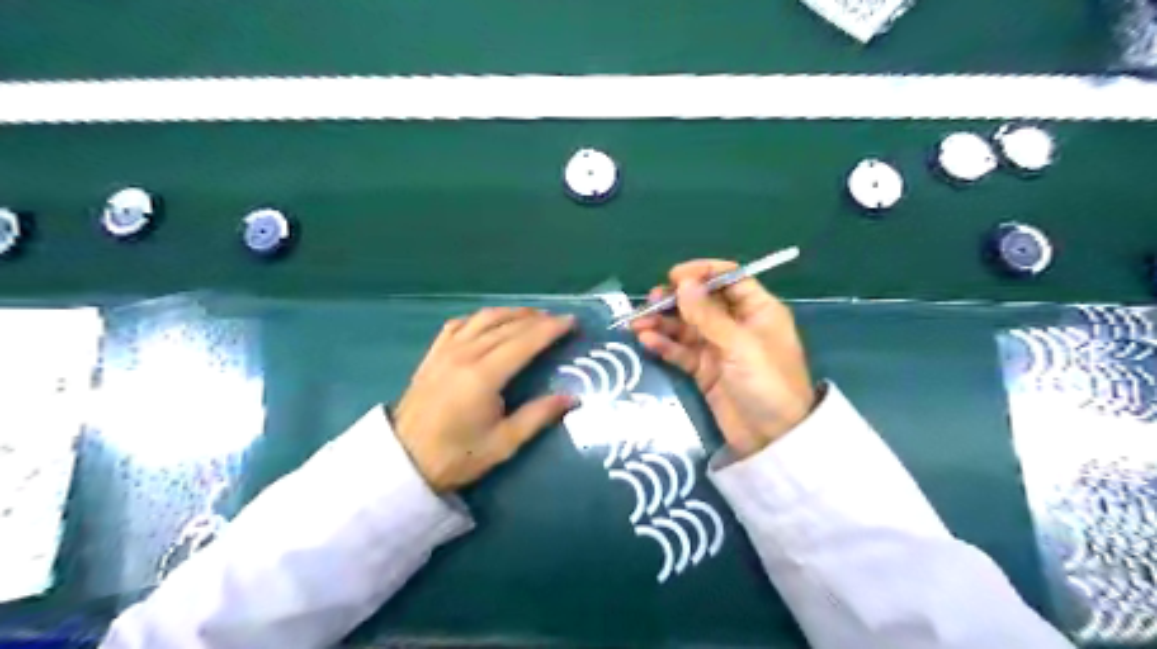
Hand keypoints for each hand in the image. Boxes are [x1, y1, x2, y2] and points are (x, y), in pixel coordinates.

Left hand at [397, 310, 574, 490]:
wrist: (402, 462)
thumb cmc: (456, 457)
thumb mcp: (503, 444)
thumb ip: (538, 416)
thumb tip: (571, 398)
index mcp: (484, 376)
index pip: (525, 341)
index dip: (551, 329)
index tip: (572, 321)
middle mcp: (465, 354)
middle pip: (507, 326)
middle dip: (537, 319)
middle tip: (559, 320)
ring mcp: (446, 351)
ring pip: (484, 319)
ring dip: (512, 313)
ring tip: (532, 316)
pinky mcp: (433, 354)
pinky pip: (459, 324)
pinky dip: (480, 318)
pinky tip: (490, 322)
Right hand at [633, 261, 811, 457]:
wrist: (773, 439)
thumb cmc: (767, 383)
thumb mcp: (740, 345)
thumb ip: (708, 315)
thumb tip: (683, 283)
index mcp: (757, 310)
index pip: (729, 279)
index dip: (702, 273)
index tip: (674, 277)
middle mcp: (737, 324)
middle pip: (702, 302)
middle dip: (675, 300)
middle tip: (650, 303)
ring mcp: (719, 348)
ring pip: (687, 327)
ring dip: (663, 323)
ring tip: (637, 324)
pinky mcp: (705, 370)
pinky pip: (682, 351)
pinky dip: (665, 345)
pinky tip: (647, 342)